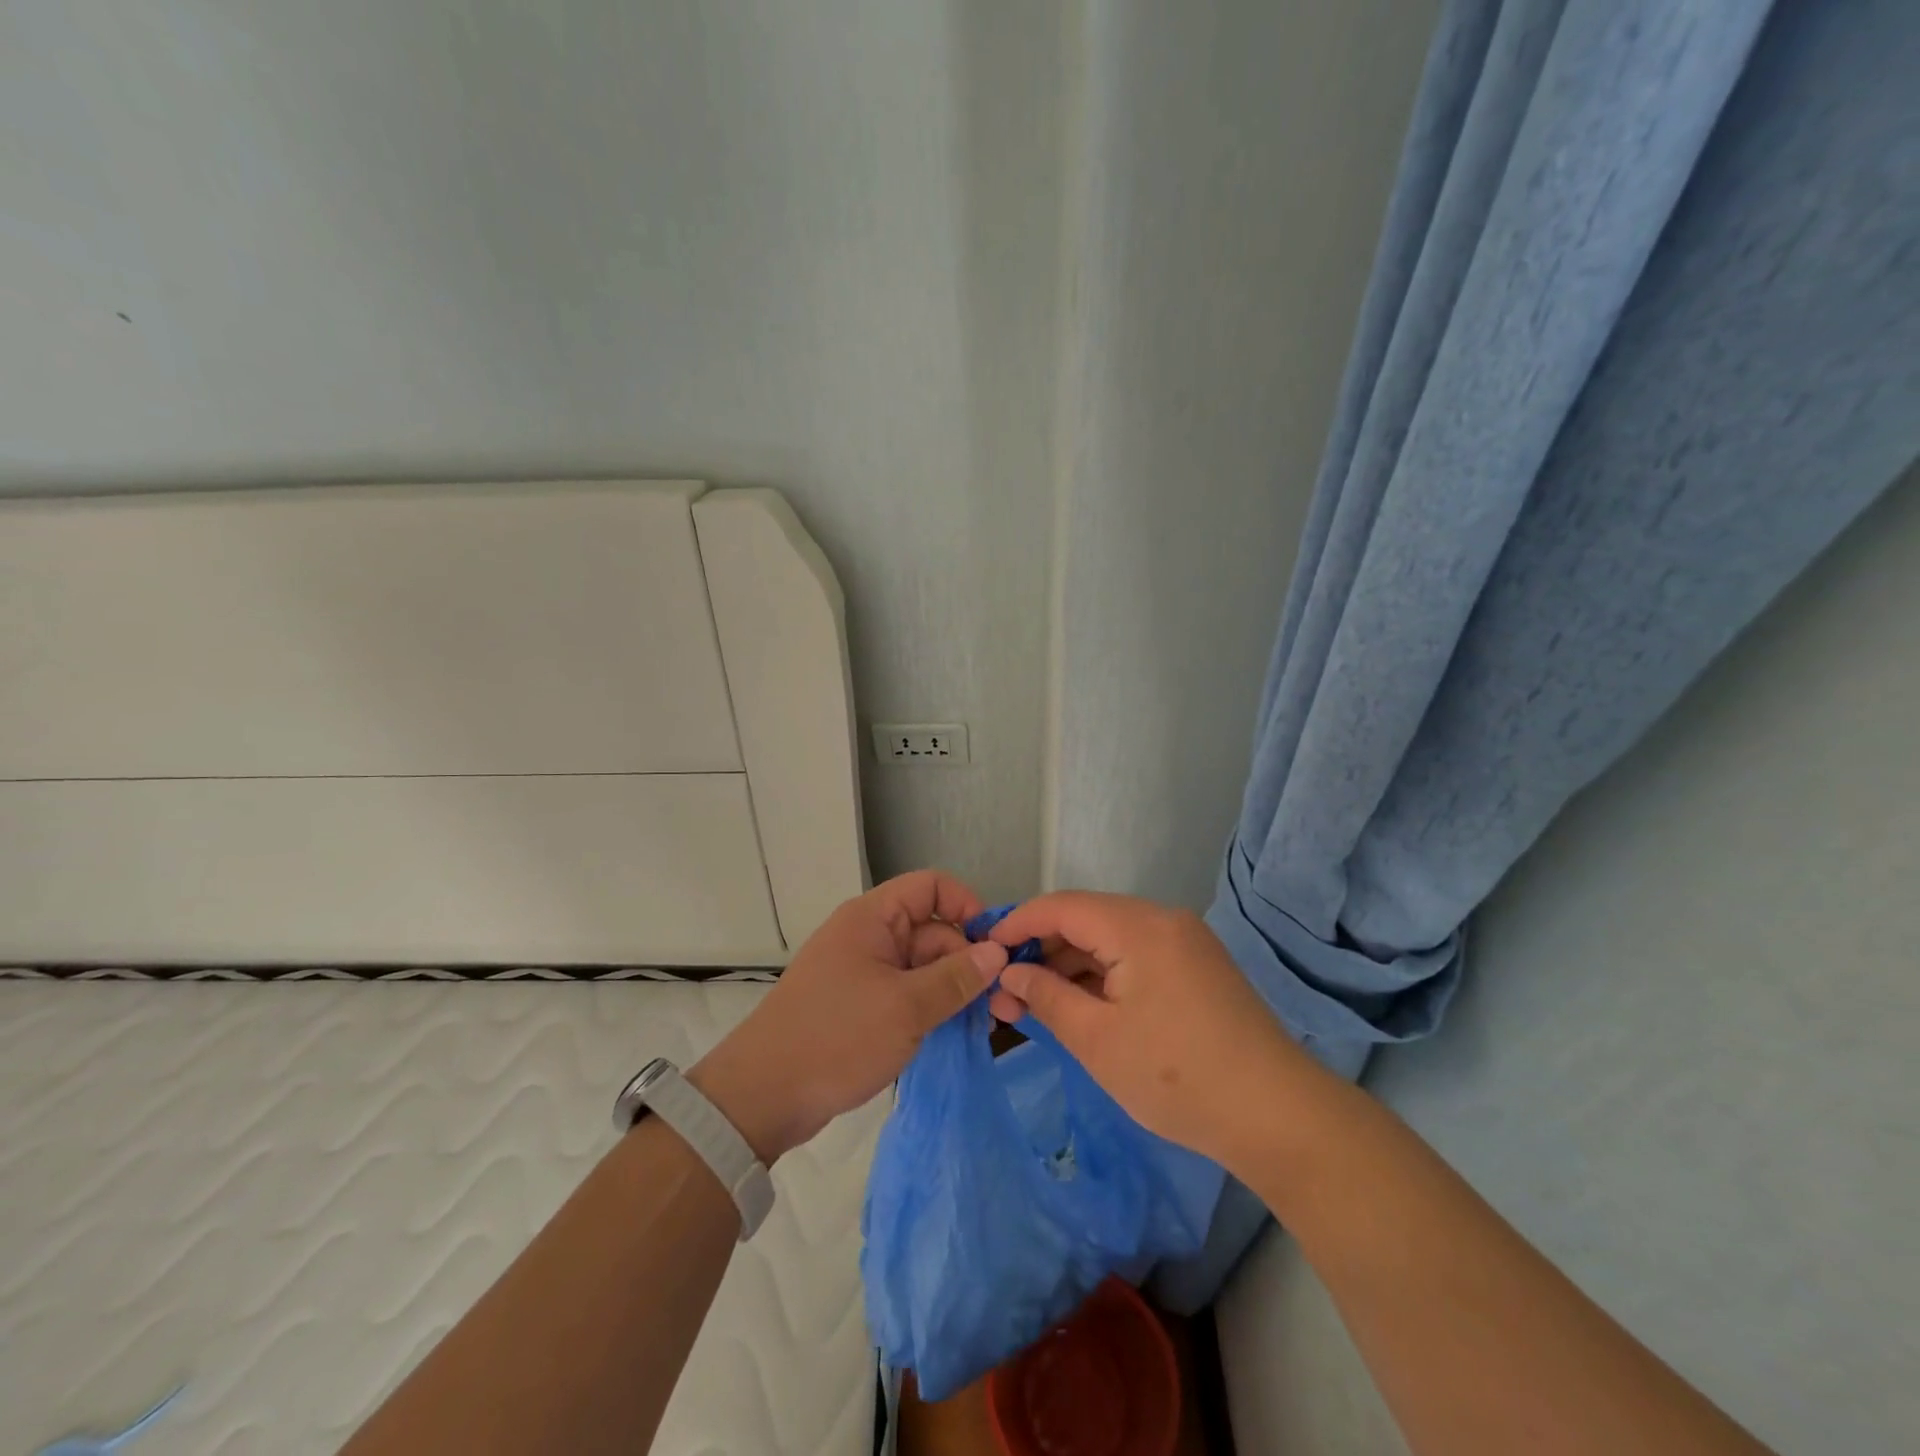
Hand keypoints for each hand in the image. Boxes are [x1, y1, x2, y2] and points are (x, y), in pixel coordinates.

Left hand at [689, 870, 1007, 1162]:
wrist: (763, 1096)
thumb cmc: (836, 1037)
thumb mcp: (906, 1007)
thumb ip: (956, 978)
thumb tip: (998, 952)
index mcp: (873, 918)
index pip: (931, 887)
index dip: (966, 906)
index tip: (994, 946)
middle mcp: (869, 936)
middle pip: (933, 930)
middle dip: (968, 961)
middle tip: (1002, 1005)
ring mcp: (864, 972)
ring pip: (923, 966)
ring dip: (954, 990)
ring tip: (987, 1024)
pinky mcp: (861, 1005)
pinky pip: (907, 993)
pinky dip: (931, 1008)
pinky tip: (956, 1033)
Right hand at [986, 891, 1315, 1170]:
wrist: (1278, 1116)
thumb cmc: (1176, 1077)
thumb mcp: (1096, 1039)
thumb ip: (1046, 996)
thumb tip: (1010, 971)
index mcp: (1138, 926)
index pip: (1061, 907)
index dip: (1017, 923)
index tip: (983, 948)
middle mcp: (1163, 920)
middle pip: (1086, 920)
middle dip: (1041, 951)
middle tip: (1006, 993)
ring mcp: (1185, 942)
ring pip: (1110, 939)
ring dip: (1071, 966)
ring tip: (1035, 1004)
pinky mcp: (1197, 967)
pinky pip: (1135, 956)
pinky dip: (1103, 975)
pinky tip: (1080, 1005)